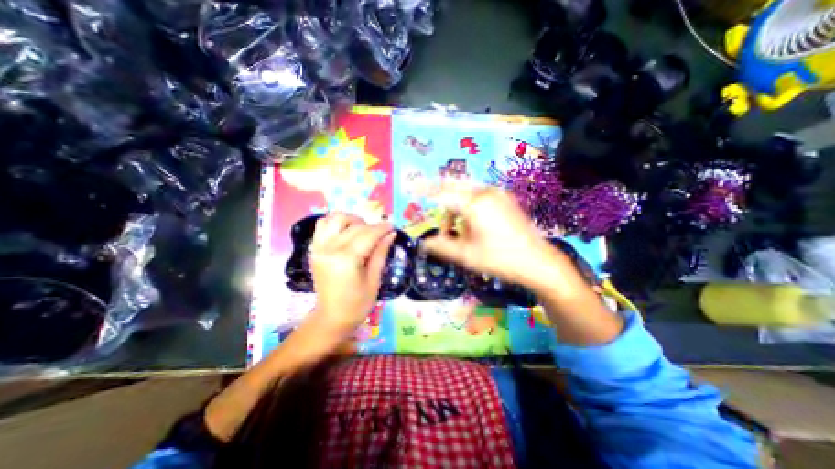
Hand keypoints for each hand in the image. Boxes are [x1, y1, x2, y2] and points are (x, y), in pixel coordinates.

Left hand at [307, 213, 394, 338]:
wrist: (332, 317)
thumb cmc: (358, 304)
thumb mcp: (374, 280)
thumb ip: (381, 253)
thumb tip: (391, 234)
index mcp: (346, 260)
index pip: (367, 235)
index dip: (382, 228)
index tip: (393, 226)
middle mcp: (330, 249)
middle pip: (354, 226)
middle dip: (371, 226)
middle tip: (381, 233)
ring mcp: (319, 248)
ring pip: (335, 219)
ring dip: (352, 220)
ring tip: (363, 230)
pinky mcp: (314, 249)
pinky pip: (322, 225)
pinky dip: (335, 223)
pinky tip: (347, 231)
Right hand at [425, 184, 559, 289]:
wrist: (538, 261)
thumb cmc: (500, 259)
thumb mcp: (467, 255)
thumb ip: (442, 246)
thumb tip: (424, 243)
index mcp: (475, 204)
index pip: (442, 193)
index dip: (425, 191)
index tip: (412, 189)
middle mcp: (485, 192)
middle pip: (453, 187)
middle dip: (441, 200)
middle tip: (436, 221)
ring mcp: (497, 193)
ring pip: (465, 191)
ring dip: (455, 207)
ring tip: (458, 231)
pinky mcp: (505, 198)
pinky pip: (478, 194)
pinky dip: (468, 205)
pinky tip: (472, 224)